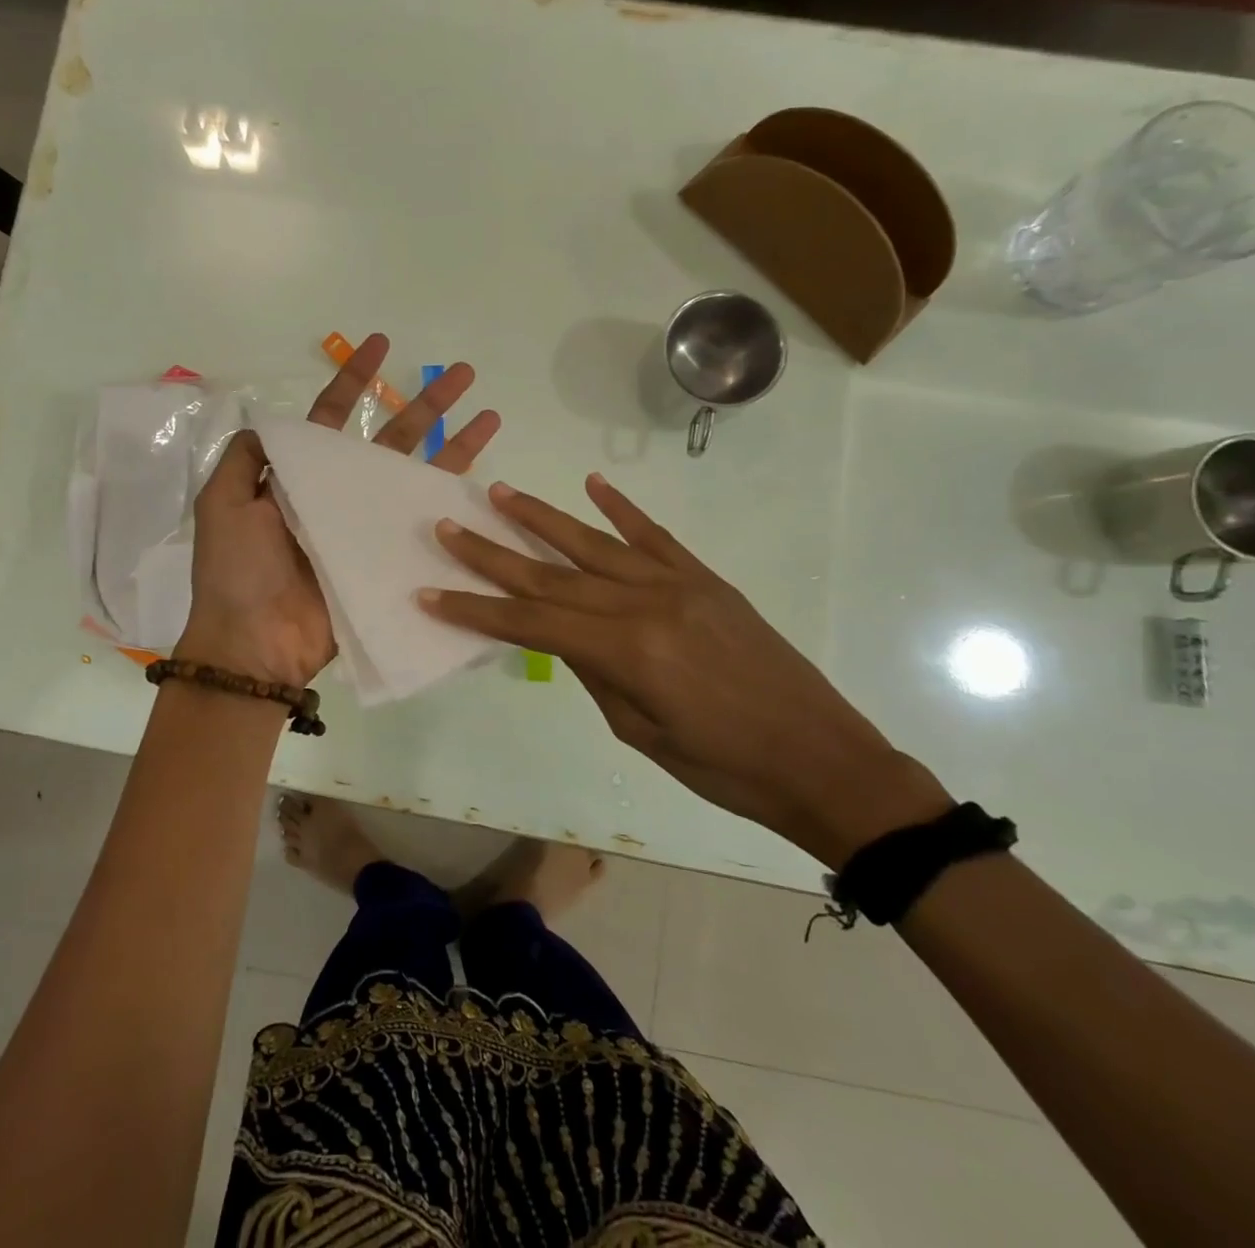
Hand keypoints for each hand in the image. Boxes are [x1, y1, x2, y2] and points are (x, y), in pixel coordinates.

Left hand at [179, 334, 500, 689]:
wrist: (255, 642)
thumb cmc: (236, 571)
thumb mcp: (221, 503)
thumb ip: (247, 459)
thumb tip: (271, 422)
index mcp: (300, 477)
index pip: (333, 417)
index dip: (356, 380)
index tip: (381, 344)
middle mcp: (339, 494)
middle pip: (390, 438)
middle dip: (426, 404)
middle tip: (463, 373)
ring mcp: (367, 527)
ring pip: (418, 476)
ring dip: (455, 446)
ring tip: (489, 416)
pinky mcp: (387, 560)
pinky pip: (424, 527)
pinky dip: (453, 506)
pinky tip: (486, 484)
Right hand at [419, 472, 950, 868]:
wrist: (823, 759)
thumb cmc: (725, 769)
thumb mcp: (641, 733)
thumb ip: (595, 673)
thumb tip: (565, 636)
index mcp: (626, 651)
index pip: (531, 623)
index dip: (476, 610)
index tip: (431, 593)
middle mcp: (645, 603)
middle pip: (552, 575)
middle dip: (493, 553)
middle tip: (448, 528)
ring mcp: (678, 584)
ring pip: (594, 543)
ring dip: (542, 518)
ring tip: (499, 494)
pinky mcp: (706, 580)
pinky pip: (655, 536)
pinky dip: (622, 509)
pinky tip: (592, 485)